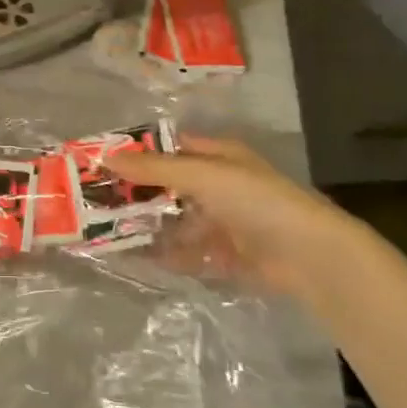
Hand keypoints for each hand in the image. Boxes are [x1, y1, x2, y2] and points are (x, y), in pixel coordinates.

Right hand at [106, 136, 389, 299]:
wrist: (309, 256)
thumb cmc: (257, 201)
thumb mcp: (203, 176)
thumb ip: (155, 169)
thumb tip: (107, 157)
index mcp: (217, 157)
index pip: (169, 149)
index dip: (138, 154)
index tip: (101, 164)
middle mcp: (218, 186)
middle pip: (169, 187)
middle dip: (138, 194)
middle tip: (96, 202)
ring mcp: (223, 222)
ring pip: (176, 221)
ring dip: (149, 227)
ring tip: (109, 233)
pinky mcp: (226, 255)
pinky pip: (188, 253)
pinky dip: (167, 255)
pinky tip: (139, 258)